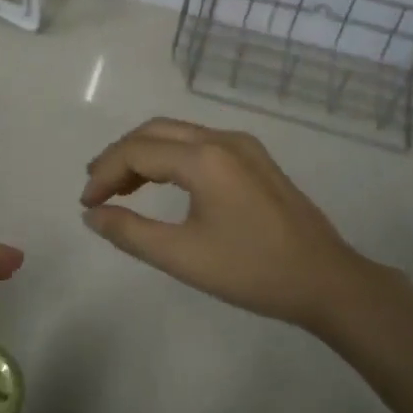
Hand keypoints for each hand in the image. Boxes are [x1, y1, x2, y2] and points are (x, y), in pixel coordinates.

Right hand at [81, 118, 371, 329]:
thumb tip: (93, 215)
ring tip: (121, 187)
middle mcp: (222, 138)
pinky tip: (162, 183)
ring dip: (144, 153)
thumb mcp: (183, 257)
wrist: (326, 280)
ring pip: (178, 133)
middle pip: (155, 132)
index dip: (105, 174)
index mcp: (204, 158)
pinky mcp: (255, 158)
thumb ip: (130, 233)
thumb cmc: (252, 271)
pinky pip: (200, 143)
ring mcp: (243, 145)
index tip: (86, 205)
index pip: (137, 152)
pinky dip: (171, 156)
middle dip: (119, 156)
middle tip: (97, 189)